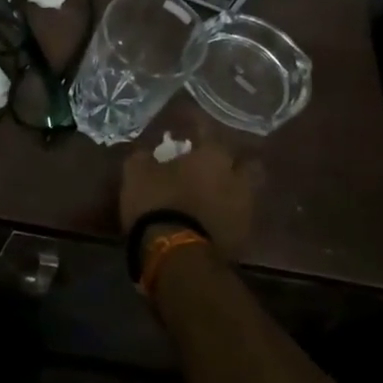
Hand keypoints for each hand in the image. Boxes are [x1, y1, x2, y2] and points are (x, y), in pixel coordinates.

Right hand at [120, 141, 252, 256]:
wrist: (176, 255)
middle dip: (233, 162)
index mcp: (212, 156)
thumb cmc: (157, 203)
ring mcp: (244, 209)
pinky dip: (229, 216)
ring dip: (233, 190)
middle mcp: (236, 178)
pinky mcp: (244, 238)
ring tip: (215, 194)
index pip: (208, 131)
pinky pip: (238, 218)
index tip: (189, 129)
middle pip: (246, 163)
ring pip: (246, 192)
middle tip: (215, 164)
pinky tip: (213, 218)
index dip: (198, 128)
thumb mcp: (136, 173)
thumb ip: (144, 157)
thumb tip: (146, 152)